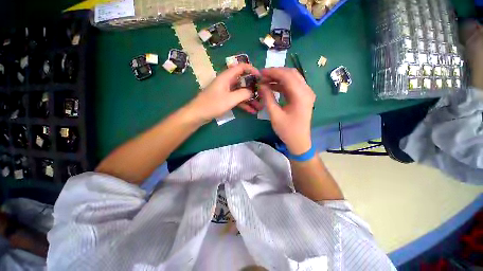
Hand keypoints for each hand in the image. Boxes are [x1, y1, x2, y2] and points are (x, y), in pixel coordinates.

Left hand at [185, 63, 260, 122]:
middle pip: (243, 81)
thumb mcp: (230, 99)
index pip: (241, 67)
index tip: (261, 77)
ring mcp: (226, 91)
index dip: (252, 69)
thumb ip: (243, 94)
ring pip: (241, 92)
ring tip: (259, 106)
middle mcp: (227, 82)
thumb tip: (252, 92)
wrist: (198, 114)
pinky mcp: (225, 99)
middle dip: (253, 88)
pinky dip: (244, 104)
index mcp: (226, 77)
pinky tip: (251, 111)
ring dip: (250, 99)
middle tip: (263, 95)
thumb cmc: (212, 104)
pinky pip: (237, 100)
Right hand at [258, 68, 315, 154]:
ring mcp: (306, 93)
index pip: (287, 76)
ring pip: (292, 78)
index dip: (273, 72)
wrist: (299, 141)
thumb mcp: (275, 115)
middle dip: (275, 73)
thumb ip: (268, 98)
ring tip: (265, 81)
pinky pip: (292, 86)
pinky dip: (282, 84)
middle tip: (262, 76)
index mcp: (301, 95)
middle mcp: (306, 91)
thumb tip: (261, 85)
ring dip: (278, 78)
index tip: (260, 73)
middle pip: (291, 73)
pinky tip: (272, 87)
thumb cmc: (287, 130)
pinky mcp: (303, 97)